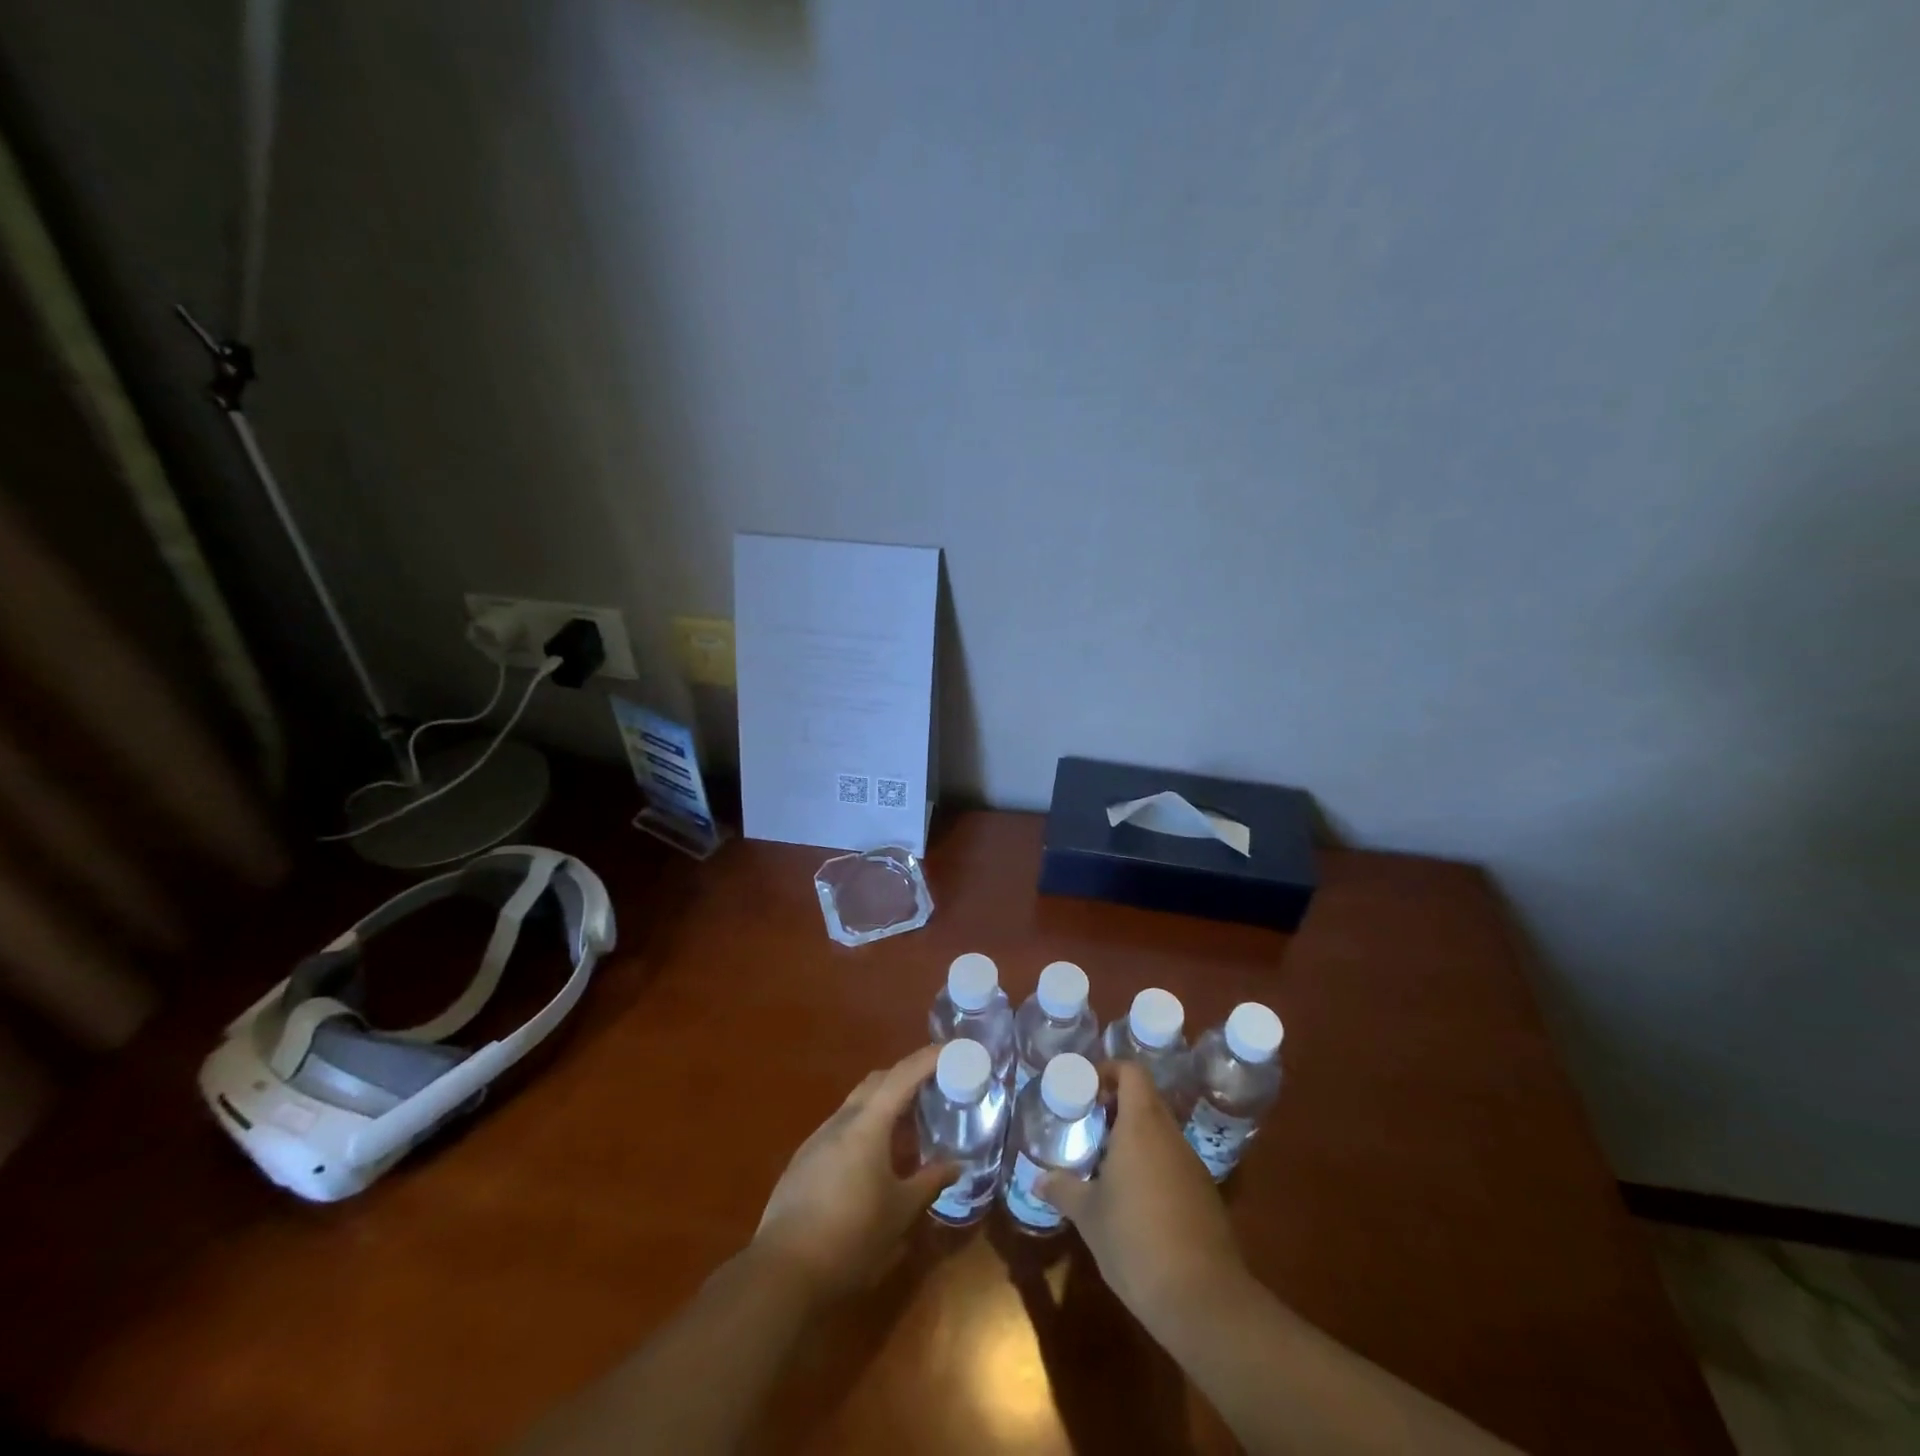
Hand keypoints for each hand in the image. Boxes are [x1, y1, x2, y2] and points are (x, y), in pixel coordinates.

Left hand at [751, 1045, 954, 1303]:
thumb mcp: (899, 1213)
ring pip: (858, 1102)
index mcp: (867, 1124)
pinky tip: (876, 1154)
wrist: (782, 1272)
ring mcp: (818, 1138)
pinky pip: (843, 1126)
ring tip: (911, 1120)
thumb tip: (957, 1165)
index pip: (904, 1075)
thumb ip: (930, 1182)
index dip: (930, 1057)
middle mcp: (841, 1120)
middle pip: (878, 1081)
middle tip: (936, 1083)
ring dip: (886, 1101)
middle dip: (908, 1074)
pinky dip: (867, 1125)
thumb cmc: (850, 1238)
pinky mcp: (805, 1159)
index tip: (955, 1049)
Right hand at [1038, 1060, 1247, 1325]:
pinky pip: (1173, 1162)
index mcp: (1141, 1125)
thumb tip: (1037, 1180)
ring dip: (1134, 1137)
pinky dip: (1152, 1165)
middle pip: (1145, 1099)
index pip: (1131, 1072)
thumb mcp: (1089, 1216)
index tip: (1085, 1089)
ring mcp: (1192, 1164)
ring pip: (1160, 1132)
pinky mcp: (1205, 1194)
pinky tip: (1134, 1200)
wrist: (1203, 1300)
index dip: (1108, 1071)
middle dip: (1116, 1106)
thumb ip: (1062, 1190)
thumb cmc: (1135, 1242)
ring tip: (1105, 1164)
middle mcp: (1170, 1135)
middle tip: (1087, 1126)